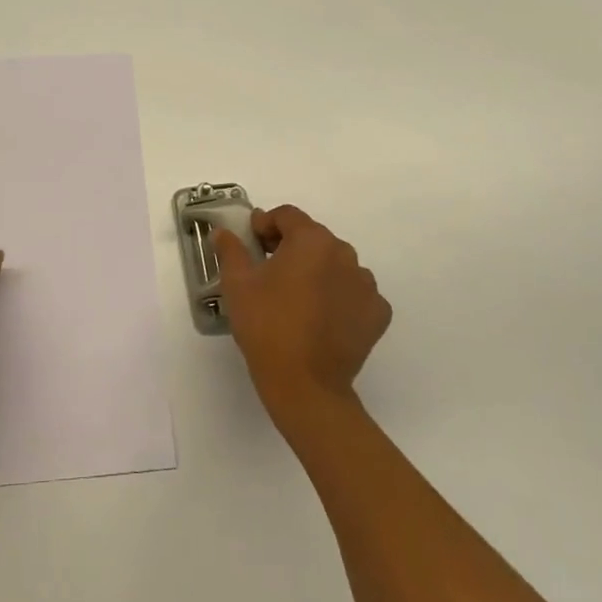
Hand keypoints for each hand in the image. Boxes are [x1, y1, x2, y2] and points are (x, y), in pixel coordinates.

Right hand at [213, 204, 391, 422]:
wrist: (305, 385)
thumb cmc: (267, 326)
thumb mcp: (237, 284)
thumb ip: (231, 250)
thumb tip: (223, 232)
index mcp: (312, 241)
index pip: (288, 216)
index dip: (266, 224)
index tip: (252, 242)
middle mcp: (345, 254)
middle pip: (314, 238)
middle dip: (290, 246)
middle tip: (268, 269)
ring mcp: (366, 285)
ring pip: (336, 264)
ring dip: (317, 270)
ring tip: (296, 296)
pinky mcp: (377, 313)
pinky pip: (354, 293)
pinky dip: (339, 296)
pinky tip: (321, 316)